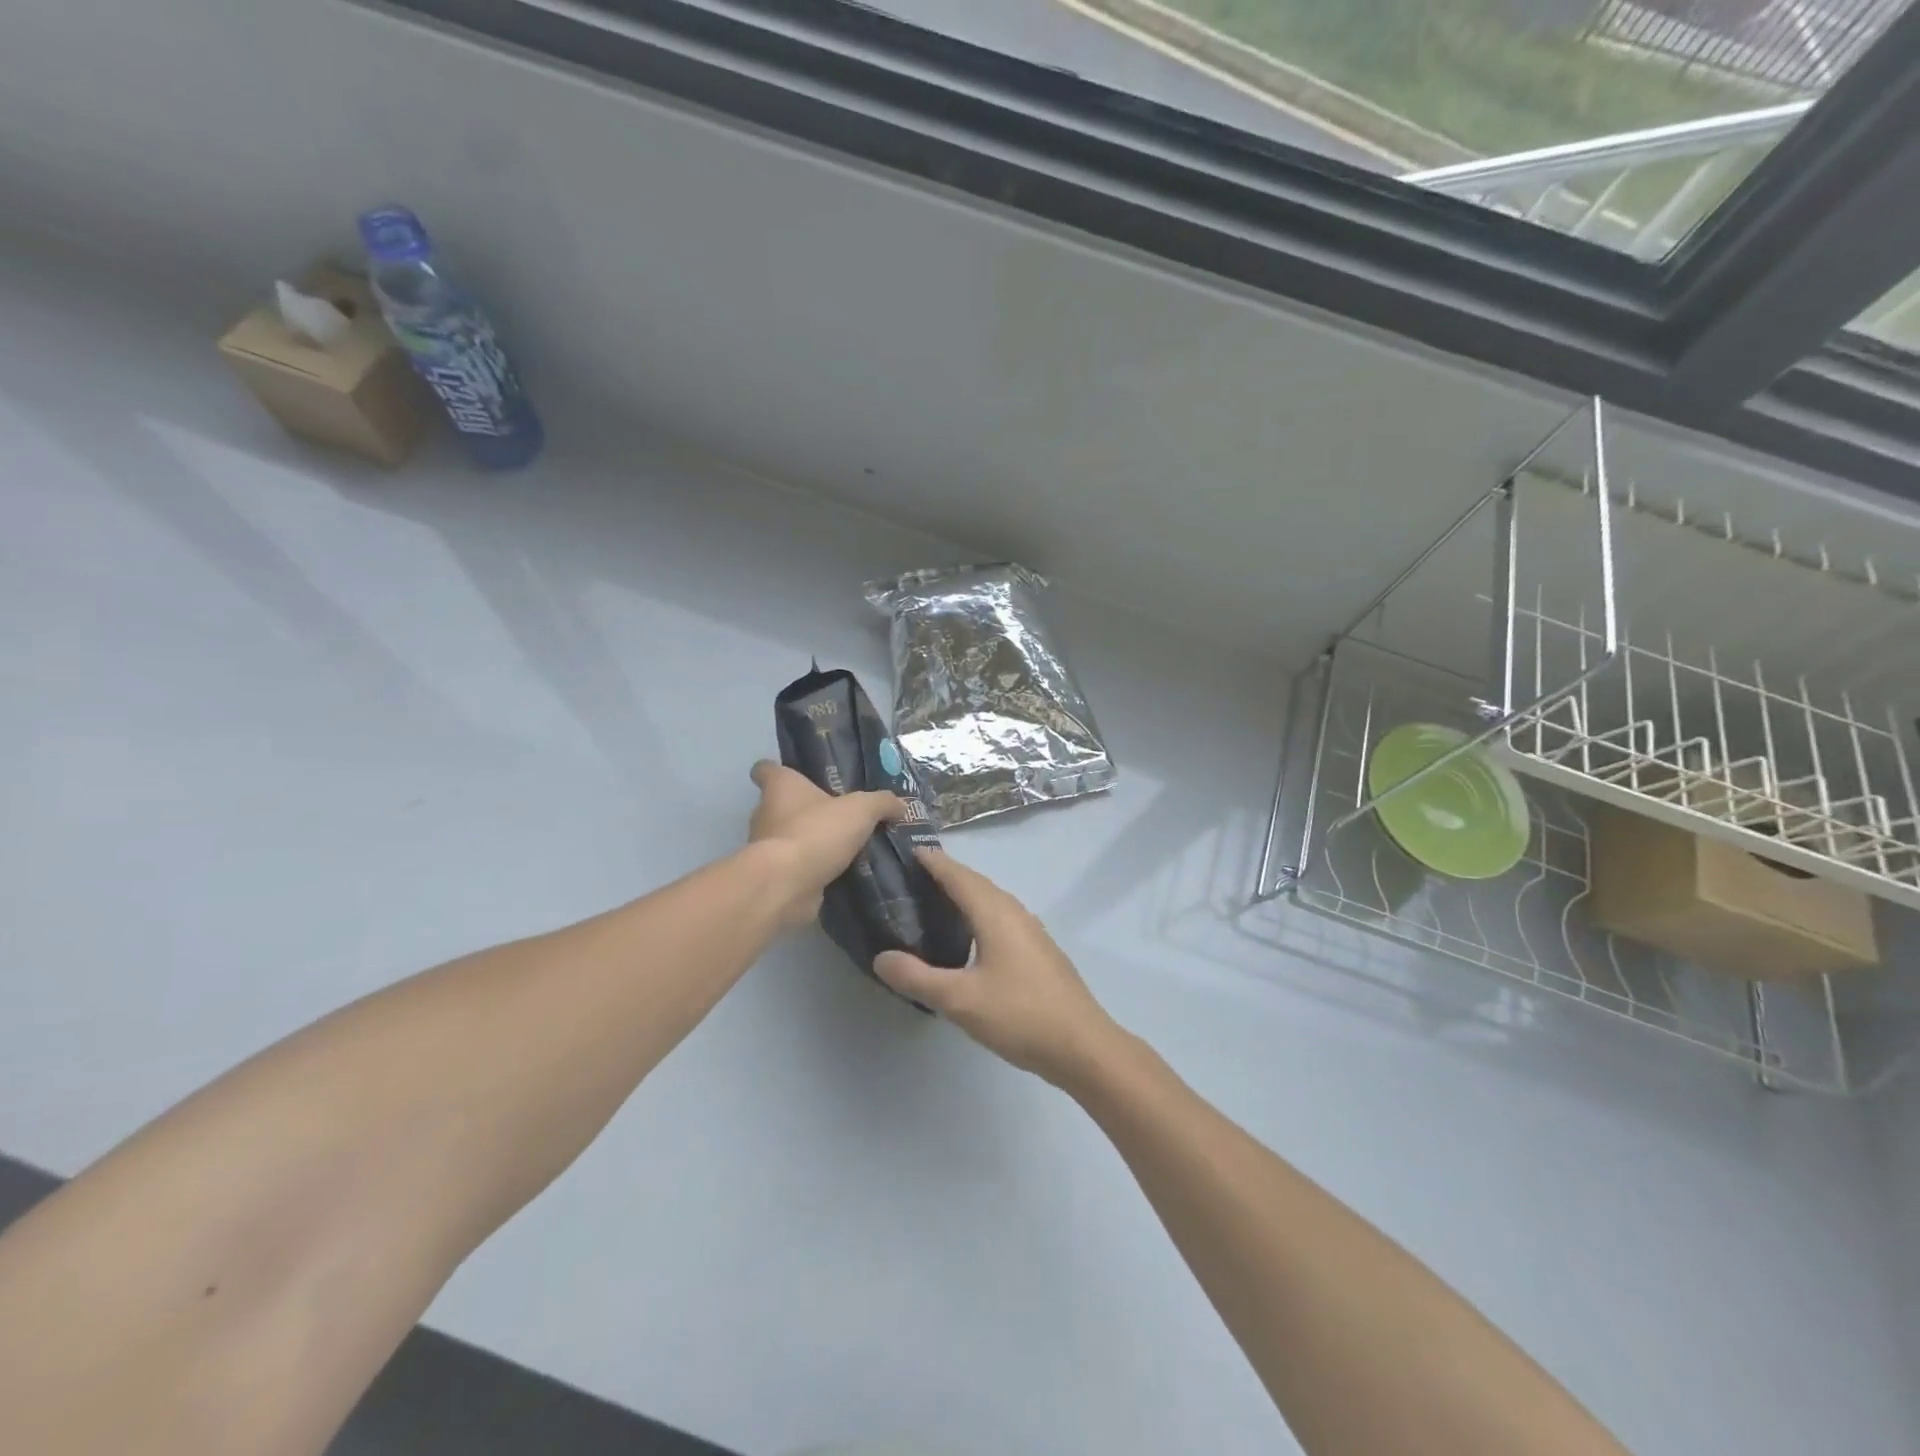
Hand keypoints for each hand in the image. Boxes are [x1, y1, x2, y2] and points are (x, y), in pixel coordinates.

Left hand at [747, 761, 904, 928]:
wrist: (787, 884)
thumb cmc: (817, 831)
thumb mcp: (861, 809)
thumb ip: (882, 803)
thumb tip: (901, 805)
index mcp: (780, 787)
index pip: (765, 769)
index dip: (776, 770)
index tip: (796, 776)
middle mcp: (765, 814)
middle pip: (781, 806)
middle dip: (806, 811)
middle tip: (839, 816)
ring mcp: (766, 848)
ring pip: (789, 838)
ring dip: (811, 842)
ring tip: (845, 847)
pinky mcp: (774, 876)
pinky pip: (796, 867)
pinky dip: (813, 869)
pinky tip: (840, 872)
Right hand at [874, 851, 1121, 1086]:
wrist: (1082, 1046)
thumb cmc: (1019, 1015)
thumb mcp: (960, 1000)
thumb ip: (917, 977)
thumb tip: (881, 957)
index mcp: (995, 913)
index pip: (958, 875)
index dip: (933, 861)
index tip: (906, 850)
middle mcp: (1014, 912)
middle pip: (976, 883)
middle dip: (946, 874)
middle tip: (911, 877)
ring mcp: (1031, 931)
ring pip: (991, 900)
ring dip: (964, 894)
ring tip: (933, 902)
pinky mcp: (1038, 950)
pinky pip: (1001, 917)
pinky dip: (978, 914)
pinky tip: (968, 936)